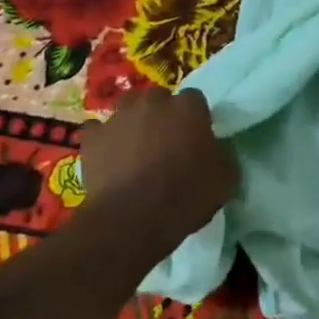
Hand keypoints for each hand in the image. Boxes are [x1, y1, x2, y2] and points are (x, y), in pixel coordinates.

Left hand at [78, 89, 236, 253]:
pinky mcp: (92, 137)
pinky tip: (108, 157)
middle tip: (166, 143)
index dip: (194, 118)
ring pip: (127, 108)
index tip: (195, 139)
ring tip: (136, 148)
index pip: (194, 99)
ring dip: (133, 122)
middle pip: (159, 98)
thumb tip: (217, 149)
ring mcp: (119, 117)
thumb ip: (223, 155)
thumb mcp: (226, 179)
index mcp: (188, 107)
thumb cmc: (185, 196)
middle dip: (162, 115)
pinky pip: (98, 130)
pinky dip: (103, 140)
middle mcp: (152, 102)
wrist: (132, 220)